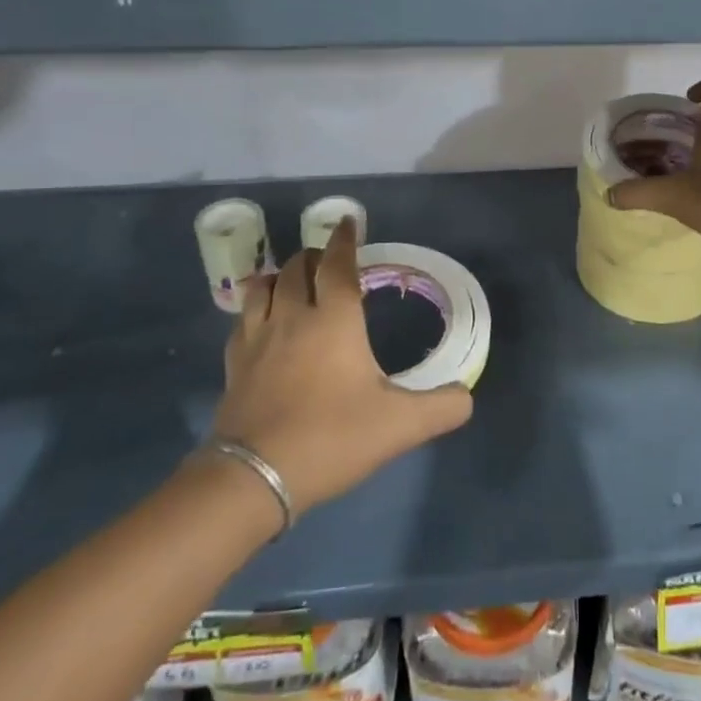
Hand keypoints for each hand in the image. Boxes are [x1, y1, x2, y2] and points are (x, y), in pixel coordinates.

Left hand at [211, 223, 473, 515]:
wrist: (255, 478)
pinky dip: (257, 307)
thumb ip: (441, 408)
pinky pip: (243, 319)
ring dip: (282, 275)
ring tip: (294, 282)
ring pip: (264, 286)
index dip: (345, 240)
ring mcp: (257, 338)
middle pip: (299, 268)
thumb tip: (466, 397)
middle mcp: (293, 316)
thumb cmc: (332, 438)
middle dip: (315, 256)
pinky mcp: (234, 363)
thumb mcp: (400, 426)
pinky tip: (264, 322)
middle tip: (330, 262)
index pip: (339, 264)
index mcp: (334, 320)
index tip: (349, 222)